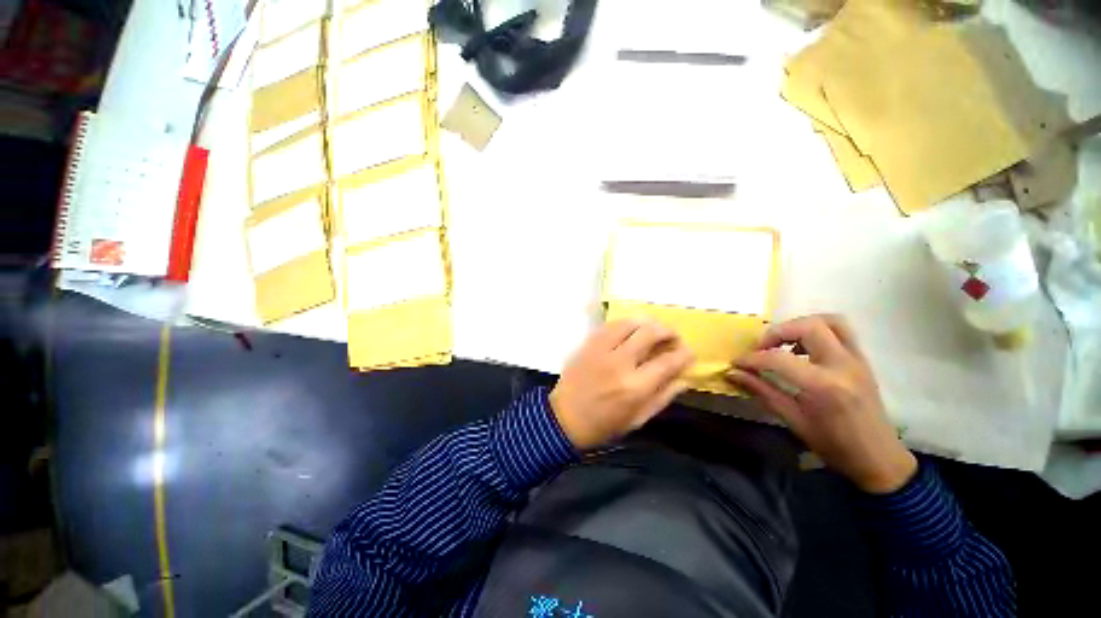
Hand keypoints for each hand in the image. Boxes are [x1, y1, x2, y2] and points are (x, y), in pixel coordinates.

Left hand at [551, 320, 694, 449]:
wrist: (564, 418)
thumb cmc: (603, 425)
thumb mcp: (638, 419)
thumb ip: (663, 397)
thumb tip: (684, 378)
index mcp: (635, 387)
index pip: (668, 361)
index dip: (684, 353)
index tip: (689, 352)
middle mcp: (620, 363)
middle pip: (650, 333)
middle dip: (668, 331)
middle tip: (672, 337)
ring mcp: (601, 349)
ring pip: (630, 323)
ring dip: (647, 323)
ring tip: (653, 330)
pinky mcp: (588, 344)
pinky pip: (610, 325)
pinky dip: (625, 323)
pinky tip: (631, 329)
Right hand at [726, 315, 916, 493]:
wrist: (879, 458)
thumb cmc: (834, 445)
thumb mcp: (793, 420)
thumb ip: (762, 391)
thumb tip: (732, 373)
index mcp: (824, 386)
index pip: (779, 358)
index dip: (752, 358)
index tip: (737, 363)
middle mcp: (843, 365)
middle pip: (808, 326)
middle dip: (777, 332)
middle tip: (762, 348)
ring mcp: (857, 359)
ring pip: (829, 321)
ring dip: (800, 326)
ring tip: (783, 343)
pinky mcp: (862, 359)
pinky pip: (840, 331)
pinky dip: (816, 331)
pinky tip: (802, 350)